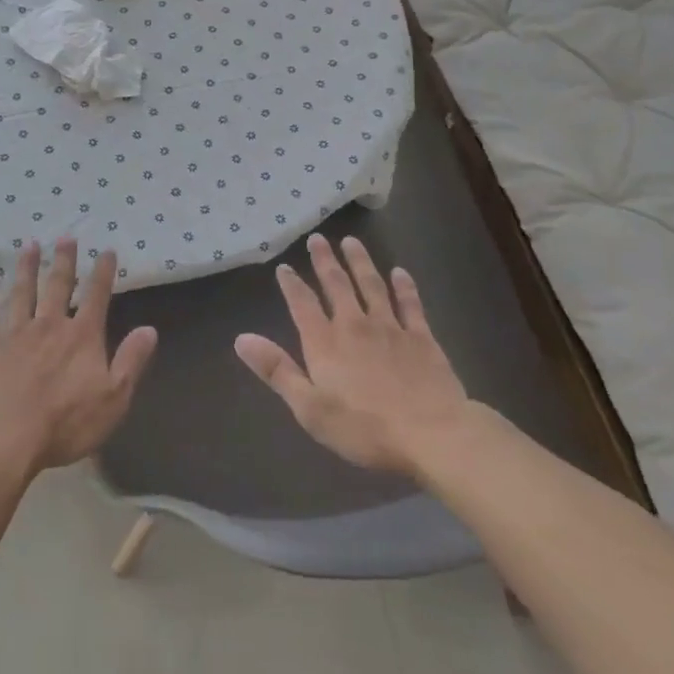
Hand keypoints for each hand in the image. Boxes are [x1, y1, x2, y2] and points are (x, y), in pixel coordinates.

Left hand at [0, 239, 157, 481]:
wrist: (6, 435)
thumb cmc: (65, 422)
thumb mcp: (114, 398)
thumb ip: (131, 361)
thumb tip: (150, 329)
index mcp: (82, 336)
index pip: (97, 296)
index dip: (103, 272)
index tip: (106, 250)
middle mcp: (49, 324)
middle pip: (58, 285)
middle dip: (63, 260)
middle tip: (65, 236)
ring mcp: (15, 332)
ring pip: (22, 292)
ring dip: (26, 268)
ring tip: (29, 245)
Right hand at [234, 234, 471, 479]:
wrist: (433, 435)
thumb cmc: (364, 428)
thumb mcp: (309, 408)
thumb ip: (277, 370)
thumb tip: (240, 339)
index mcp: (324, 343)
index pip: (302, 304)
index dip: (292, 284)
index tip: (284, 267)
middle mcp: (354, 325)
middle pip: (337, 285)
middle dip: (324, 261)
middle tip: (317, 239)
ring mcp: (391, 328)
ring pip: (372, 285)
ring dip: (360, 262)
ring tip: (351, 241)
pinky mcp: (422, 338)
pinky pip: (410, 304)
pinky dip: (404, 286)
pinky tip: (399, 272)